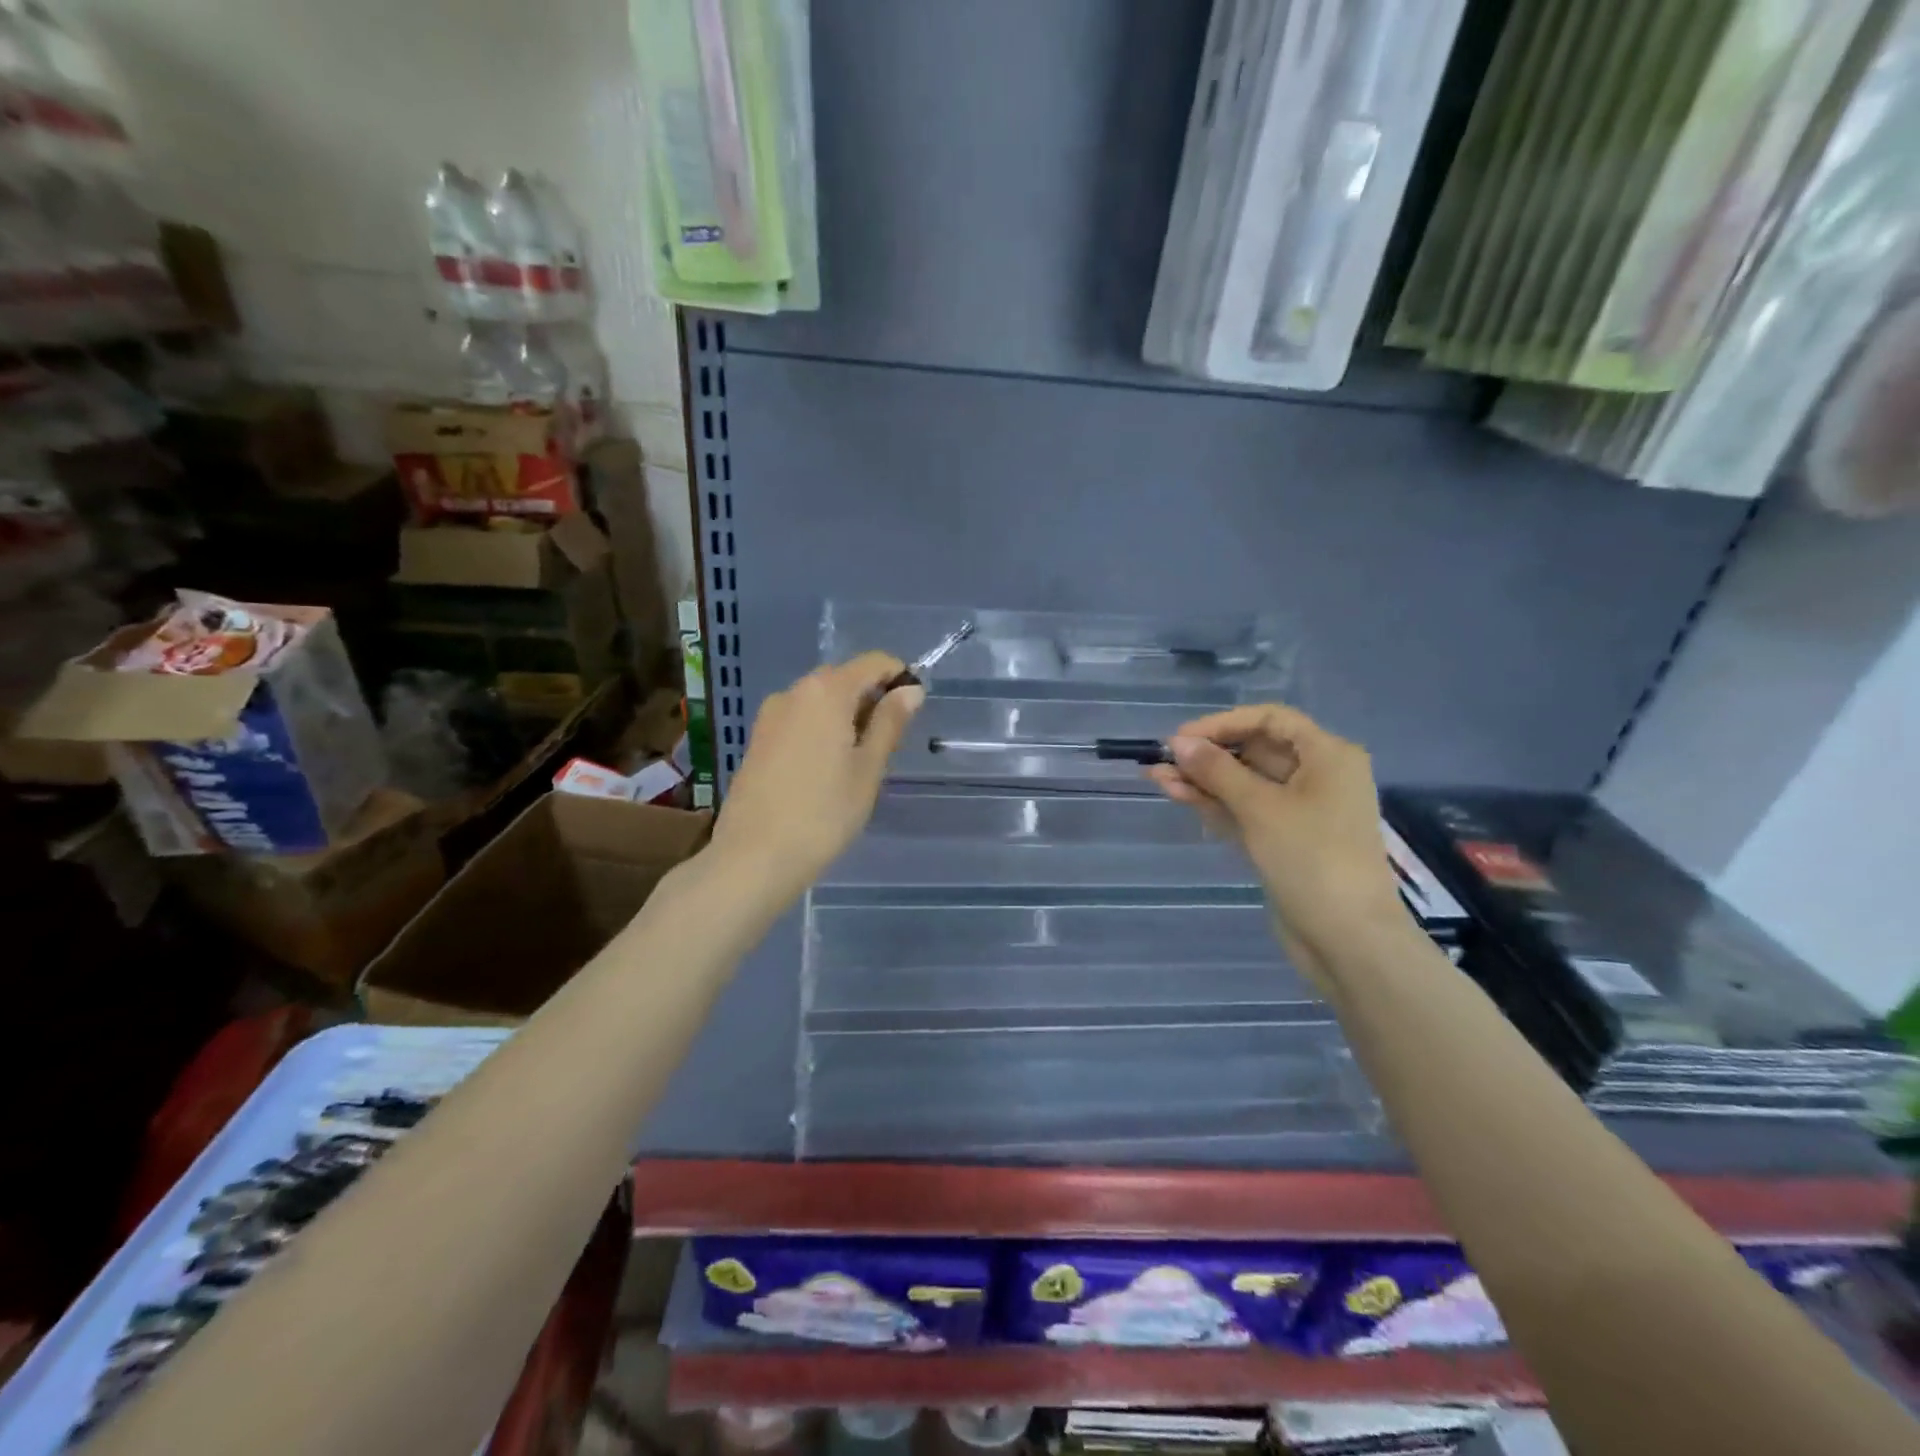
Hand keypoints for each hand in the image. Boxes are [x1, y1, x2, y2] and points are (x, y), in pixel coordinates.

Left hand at [707, 652, 923, 907]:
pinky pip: (799, 720)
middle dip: (871, 701)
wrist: (754, 857)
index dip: (899, 678)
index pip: (874, 662)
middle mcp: (794, 692)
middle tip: (885, 749)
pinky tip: (824, 772)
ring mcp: (770, 715)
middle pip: (844, 679)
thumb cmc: (823, 814)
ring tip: (855, 766)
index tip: (911, 713)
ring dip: (845, 718)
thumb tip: (911, 690)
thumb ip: (890, 723)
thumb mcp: (868, 769)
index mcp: (826, 691)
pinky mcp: (757, 739)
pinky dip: (820, 731)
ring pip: (820, 701)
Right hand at [1146, 704, 1409, 972]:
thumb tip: (1178, 742)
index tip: (1182, 737)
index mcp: (1328, 756)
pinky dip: (1216, 804)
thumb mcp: (1260, 807)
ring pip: (1246, 784)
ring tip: (1157, 779)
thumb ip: (1216, 770)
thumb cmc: (1311, 859)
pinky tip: (1179, 797)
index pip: (1270, 720)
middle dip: (1207, 755)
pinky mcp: (1286, 841)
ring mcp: (1302, 811)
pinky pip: (1247, 811)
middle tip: (1161, 762)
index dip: (1223, 723)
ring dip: (1204, 781)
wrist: (1347, 939)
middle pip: (1256, 751)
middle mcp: (1318, 776)